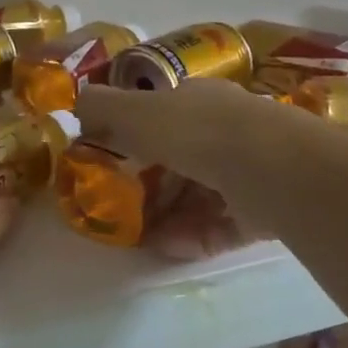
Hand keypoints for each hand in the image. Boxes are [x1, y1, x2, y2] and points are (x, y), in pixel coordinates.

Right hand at [76, 79, 291, 261]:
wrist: (270, 168)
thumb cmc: (195, 131)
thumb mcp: (135, 112)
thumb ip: (102, 107)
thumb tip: (77, 101)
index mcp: (198, 99)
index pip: (162, 112)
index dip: (134, 133)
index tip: (110, 160)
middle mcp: (227, 128)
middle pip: (181, 157)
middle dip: (151, 183)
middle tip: (122, 206)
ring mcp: (250, 168)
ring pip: (202, 194)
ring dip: (169, 216)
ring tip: (142, 237)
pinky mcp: (267, 208)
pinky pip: (223, 224)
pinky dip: (195, 236)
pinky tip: (170, 248)